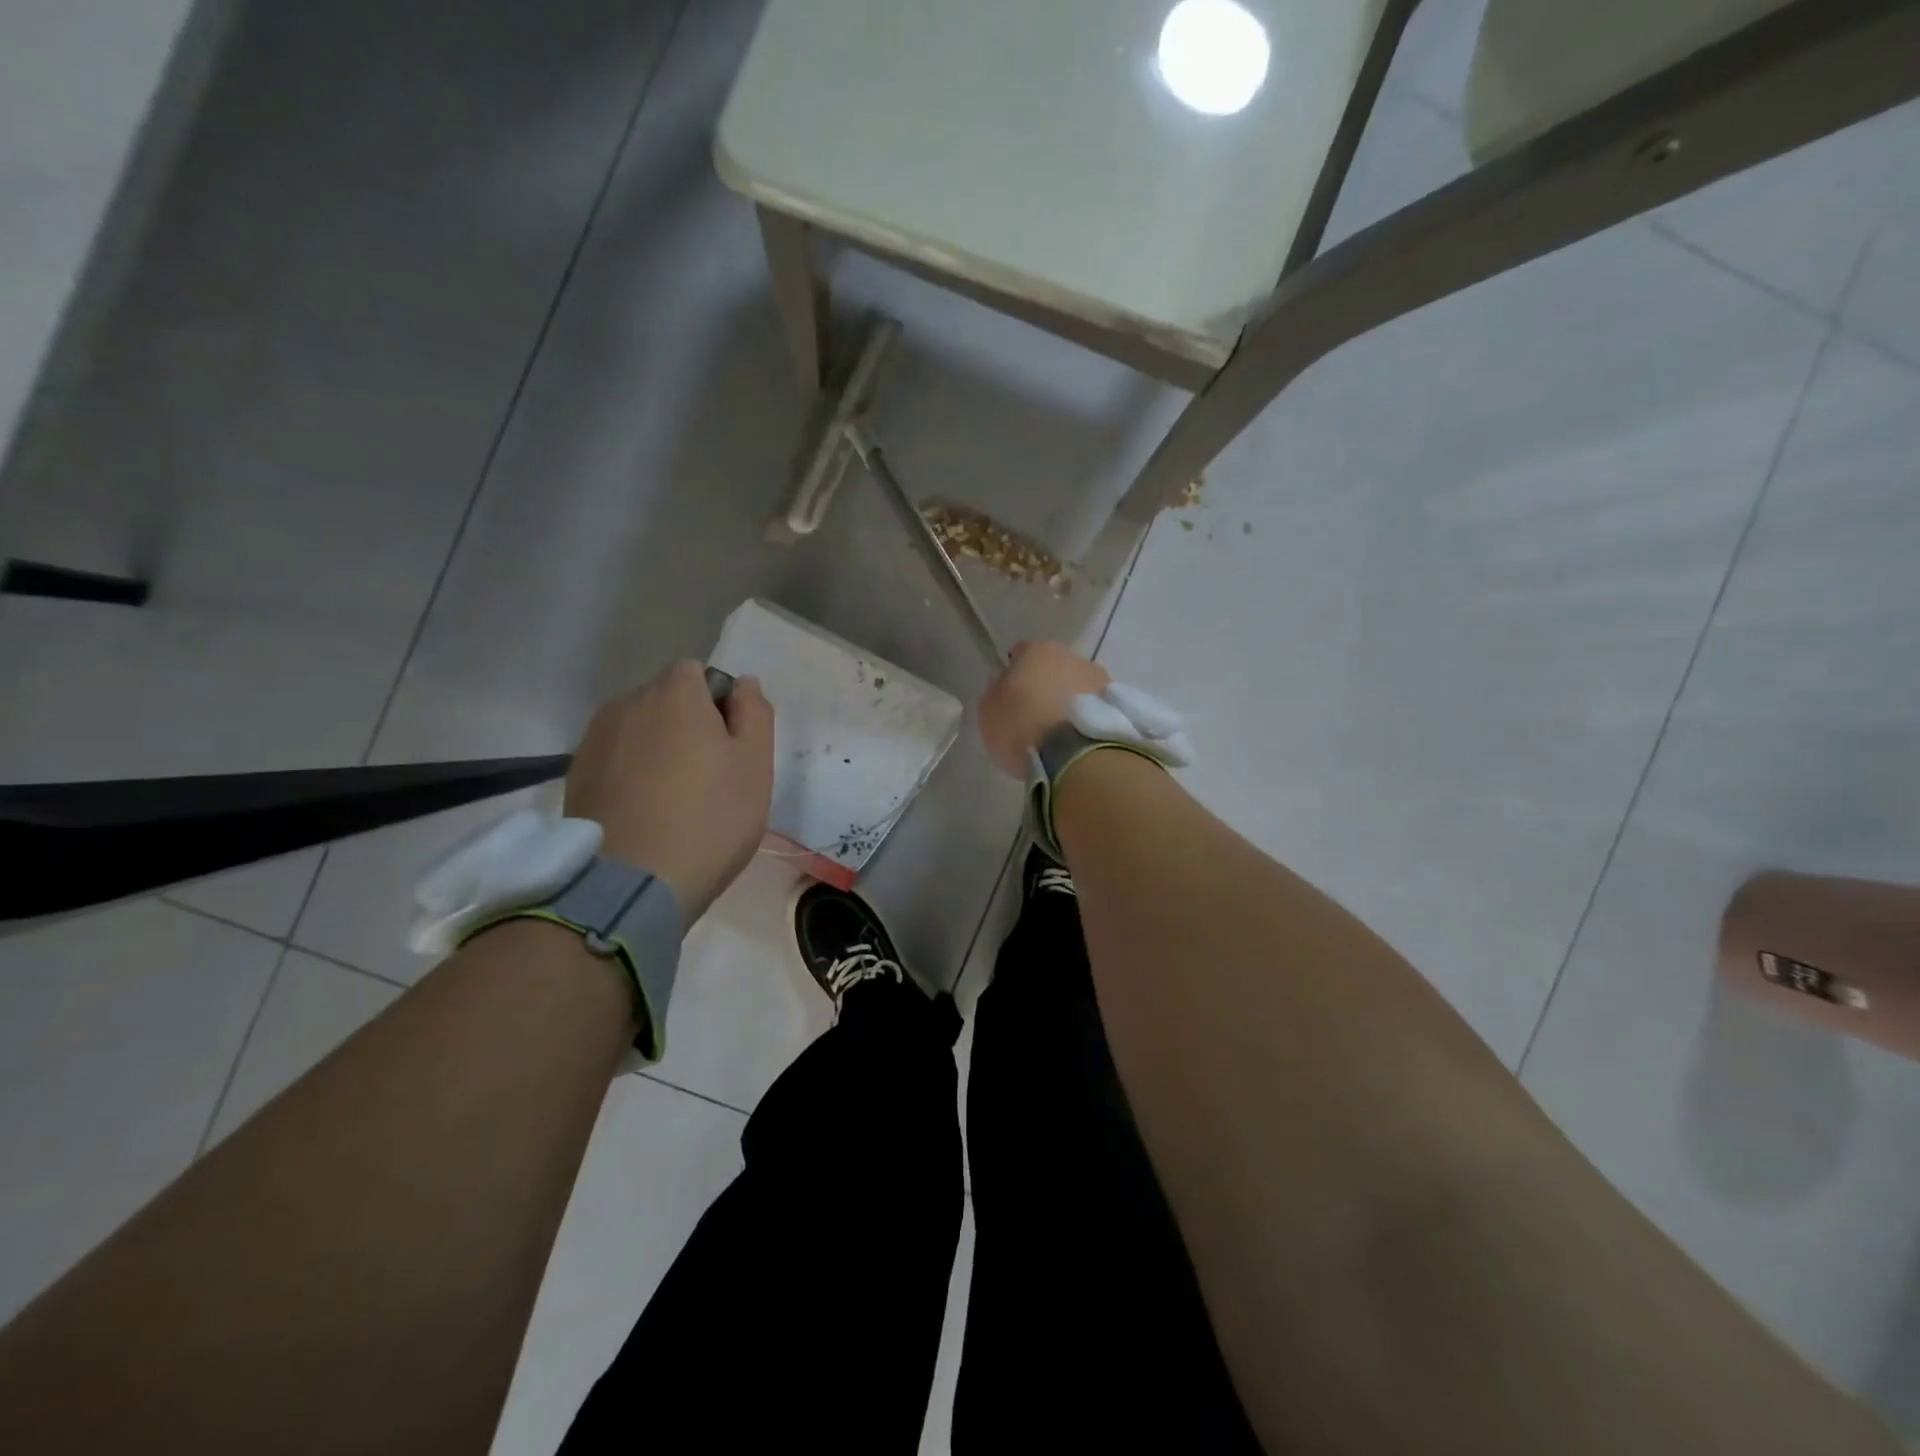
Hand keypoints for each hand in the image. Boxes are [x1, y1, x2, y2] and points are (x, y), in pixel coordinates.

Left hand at [566, 662, 773, 922]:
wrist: (631, 884)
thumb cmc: (709, 819)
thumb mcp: (755, 765)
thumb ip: (754, 713)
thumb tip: (743, 683)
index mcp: (675, 693)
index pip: (698, 673)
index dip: (718, 703)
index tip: (730, 745)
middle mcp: (627, 704)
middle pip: (665, 700)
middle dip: (686, 725)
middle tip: (708, 777)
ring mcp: (594, 740)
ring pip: (638, 730)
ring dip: (656, 749)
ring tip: (672, 799)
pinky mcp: (575, 777)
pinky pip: (614, 760)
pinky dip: (630, 775)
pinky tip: (644, 813)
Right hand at [978, 640, 1109, 778]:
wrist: (1075, 756)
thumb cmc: (1022, 727)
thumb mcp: (989, 711)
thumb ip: (996, 691)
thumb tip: (1006, 682)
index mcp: (1038, 650)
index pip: (1021, 653)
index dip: (1014, 673)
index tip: (1010, 695)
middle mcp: (1073, 656)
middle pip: (1054, 668)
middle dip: (1046, 685)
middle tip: (1036, 715)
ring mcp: (1101, 680)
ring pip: (1079, 686)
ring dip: (1071, 701)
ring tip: (1062, 732)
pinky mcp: (1119, 706)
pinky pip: (1095, 708)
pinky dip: (1088, 718)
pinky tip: (1078, 739)